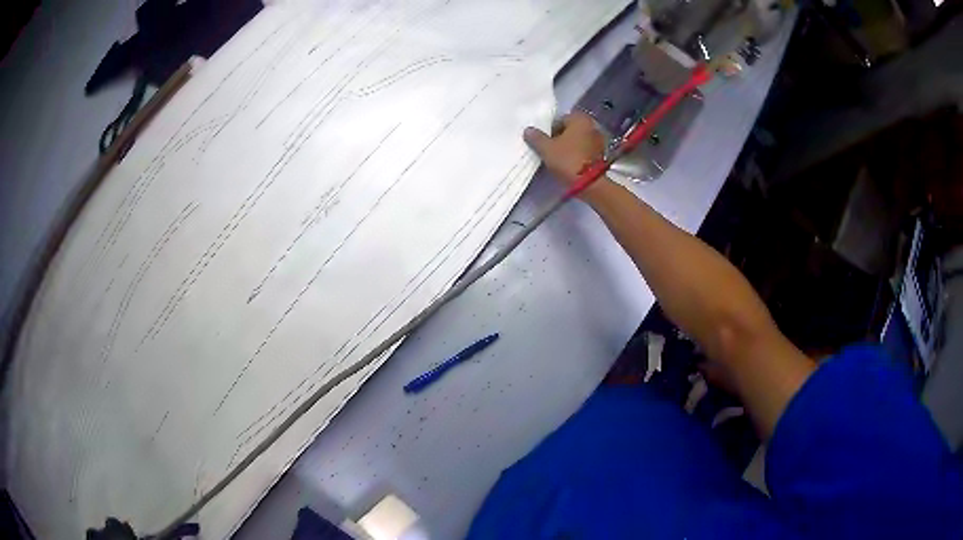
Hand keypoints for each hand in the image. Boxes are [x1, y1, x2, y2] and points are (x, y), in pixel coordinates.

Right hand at [523, 112, 605, 193]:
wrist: (590, 184)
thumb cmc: (567, 160)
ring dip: (570, 146)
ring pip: (578, 140)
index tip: (544, 142)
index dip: (549, 130)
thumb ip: (536, 138)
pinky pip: (585, 150)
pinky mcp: (602, 154)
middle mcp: (592, 125)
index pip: (560, 120)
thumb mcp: (546, 149)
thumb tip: (528, 130)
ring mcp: (599, 140)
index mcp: (580, 118)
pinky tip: (570, 164)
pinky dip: (578, 154)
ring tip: (559, 158)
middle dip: (560, 137)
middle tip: (550, 150)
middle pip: (570, 129)